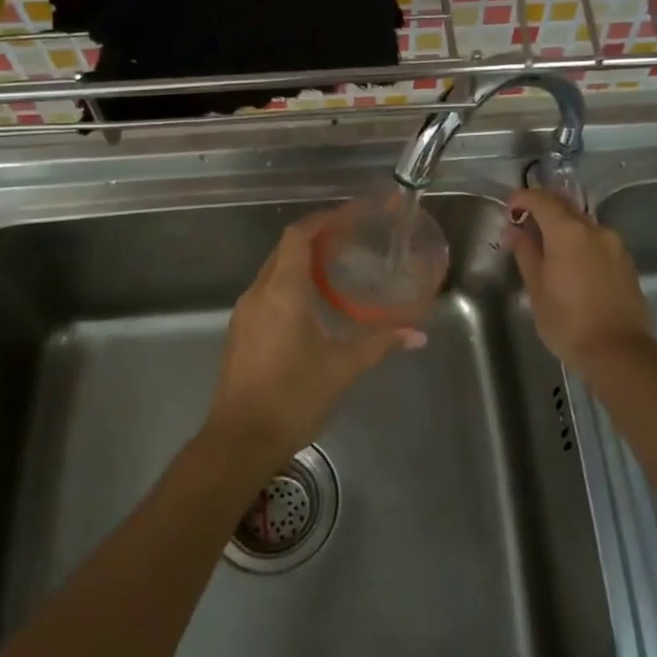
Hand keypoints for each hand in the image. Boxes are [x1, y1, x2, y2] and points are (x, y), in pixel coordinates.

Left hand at [206, 209, 423, 472]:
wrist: (240, 440)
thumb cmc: (293, 397)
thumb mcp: (342, 368)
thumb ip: (379, 344)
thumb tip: (416, 335)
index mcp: (282, 292)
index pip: (298, 236)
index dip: (323, 220)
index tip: (349, 216)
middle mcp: (258, 294)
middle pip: (284, 250)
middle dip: (315, 238)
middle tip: (349, 239)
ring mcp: (244, 314)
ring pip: (273, 272)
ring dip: (300, 263)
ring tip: (335, 268)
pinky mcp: (240, 333)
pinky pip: (266, 293)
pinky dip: (289, 285)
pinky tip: (311, 304)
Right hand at [503, 187, 652, 372]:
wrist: (618, 351)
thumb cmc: (567, 322)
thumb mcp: (537, 288)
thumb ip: (525, 253)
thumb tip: (514, 231)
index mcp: (568, 231)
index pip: (541, 200)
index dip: (521, 199)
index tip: (508, 209)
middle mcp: (594, 229)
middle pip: (564, 205)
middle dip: (542, 207)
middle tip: (524, 222)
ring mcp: (614, 244)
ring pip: (582, 222)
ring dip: (562, 225)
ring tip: (546, 245)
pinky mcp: (625, 261)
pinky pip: (597, 239)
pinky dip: (580, 240)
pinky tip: (571, 262)